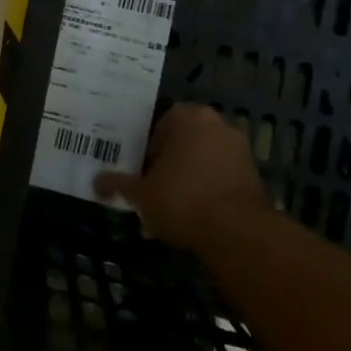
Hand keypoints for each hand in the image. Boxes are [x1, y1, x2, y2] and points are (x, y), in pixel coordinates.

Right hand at [94, 103, 266, 248]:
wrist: (237, 232)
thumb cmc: (181, 199)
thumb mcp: (140, 193)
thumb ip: (118, 184)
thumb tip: (96, 182)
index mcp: (188, 117)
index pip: (159, 125)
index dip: (145, 150)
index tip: (138, 172)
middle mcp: (217, 125)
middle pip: (182, 145)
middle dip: (165, 169)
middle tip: (150, 193)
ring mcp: (239, 151)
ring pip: (200, 165)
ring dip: (184, 185)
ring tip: (166, 217)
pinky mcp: (253, 177)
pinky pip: (219, 180)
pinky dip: (205, 195)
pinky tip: (189, 222)